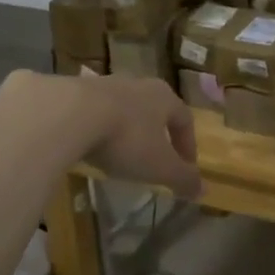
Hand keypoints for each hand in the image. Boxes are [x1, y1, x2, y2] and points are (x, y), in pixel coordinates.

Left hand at [46, 73, 202, 199]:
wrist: (70, 114)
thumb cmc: (127, 139)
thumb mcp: (160, 166)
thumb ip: (183, 178)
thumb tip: (204, 190)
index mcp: (164, 97)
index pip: (185, 119)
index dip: (188, 144)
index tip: (186, 167)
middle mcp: (138, 84)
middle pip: (155, 110)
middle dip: (158, 134)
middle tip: (155, 159)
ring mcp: (106, 84)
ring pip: (124, 109)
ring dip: (127, 130)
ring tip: (122, 155)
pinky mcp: (76, 91)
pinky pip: (96, 112)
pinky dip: (100, 129)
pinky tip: (92, 147)